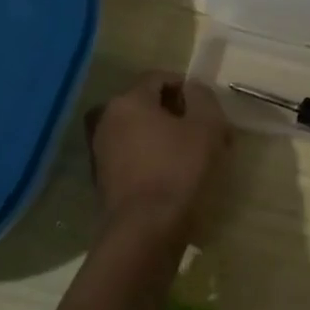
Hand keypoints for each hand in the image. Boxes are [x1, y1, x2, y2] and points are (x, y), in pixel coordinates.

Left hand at [89, 73, 229, 234]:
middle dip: (178, 114)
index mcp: (128, 101)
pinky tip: (175, 176)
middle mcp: (107, 120)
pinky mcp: (104, 180)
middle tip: (205, 132)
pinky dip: (153, 158)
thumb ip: (202, 97)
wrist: (146, 232)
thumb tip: (192, 89)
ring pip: (141, 132)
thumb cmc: (179, 169)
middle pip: (148, 105)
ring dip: (166, 137)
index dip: (187, 87)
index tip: (208, 108)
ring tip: (194, 156)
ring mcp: (101, 152)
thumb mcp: (206, 125)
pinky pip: (134, 156)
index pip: (159, 78)